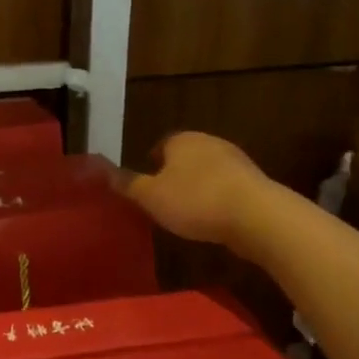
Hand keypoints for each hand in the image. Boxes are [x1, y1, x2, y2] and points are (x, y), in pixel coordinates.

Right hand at [121, 132, 267, 245]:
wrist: (257, 216)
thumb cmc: (195, 200)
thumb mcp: (151, 196)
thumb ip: (127, 184)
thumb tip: (101, 170)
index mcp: (181, 140)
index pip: (161, 144)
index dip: (151, 163)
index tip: (146, 183)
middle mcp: (209, 142)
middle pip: (186, 156)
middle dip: (175, 174)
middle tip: (163, 198)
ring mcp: (236, 161)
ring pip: (208, 171)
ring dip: (199, 187)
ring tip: (188, 212)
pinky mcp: (255, 182)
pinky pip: (228, 187)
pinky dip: (218, 199)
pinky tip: (214, 219)